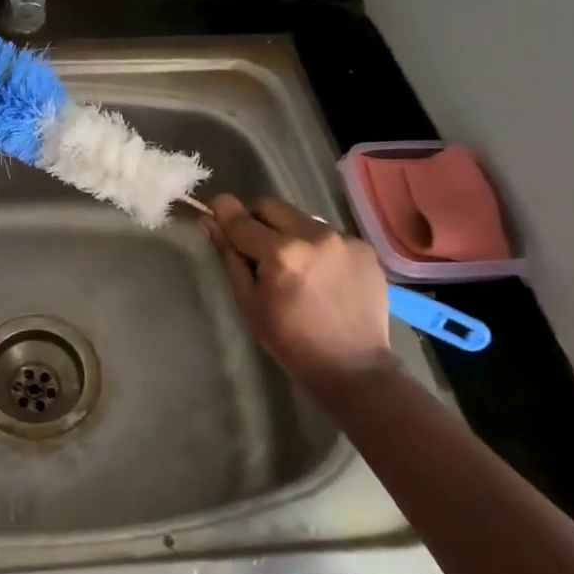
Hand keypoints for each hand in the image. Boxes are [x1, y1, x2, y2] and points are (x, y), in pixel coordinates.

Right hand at [201, 195, 396, 392]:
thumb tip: (210, 222)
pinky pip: (328, 234)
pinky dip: (316, 246)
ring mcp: (342, 239)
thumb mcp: (250, 302)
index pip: (241, 219)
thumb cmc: (291, 341)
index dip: (223, 211)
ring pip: (301, 218)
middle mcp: (313, 235)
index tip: (214, 208)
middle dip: (258, 220)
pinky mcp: (363, 247)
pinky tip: (321, 274)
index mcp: (281, 253)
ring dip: (289, 232)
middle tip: (256, 247)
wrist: (354, 367)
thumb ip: (230, 257)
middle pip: (271, 207)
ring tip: (294, 264)